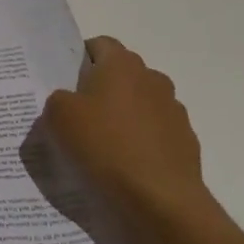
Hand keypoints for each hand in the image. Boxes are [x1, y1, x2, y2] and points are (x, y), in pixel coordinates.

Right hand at [41, 37, 218, 231]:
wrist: (161, 198)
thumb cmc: (105, 147)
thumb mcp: (59, 117)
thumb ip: (58, 99)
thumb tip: (69, 101)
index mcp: (122, 65)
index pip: (100, 44)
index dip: (80, 59)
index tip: (65, 83)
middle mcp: (153, 78)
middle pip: (121, 74)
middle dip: (101, 88)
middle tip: (78, 115)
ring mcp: (174, 110)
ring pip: (140, 103)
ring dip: (123, 116)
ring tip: (103, 145)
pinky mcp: (185, 141)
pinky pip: (155, 133)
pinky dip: (140, 141)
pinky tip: (125, 165)